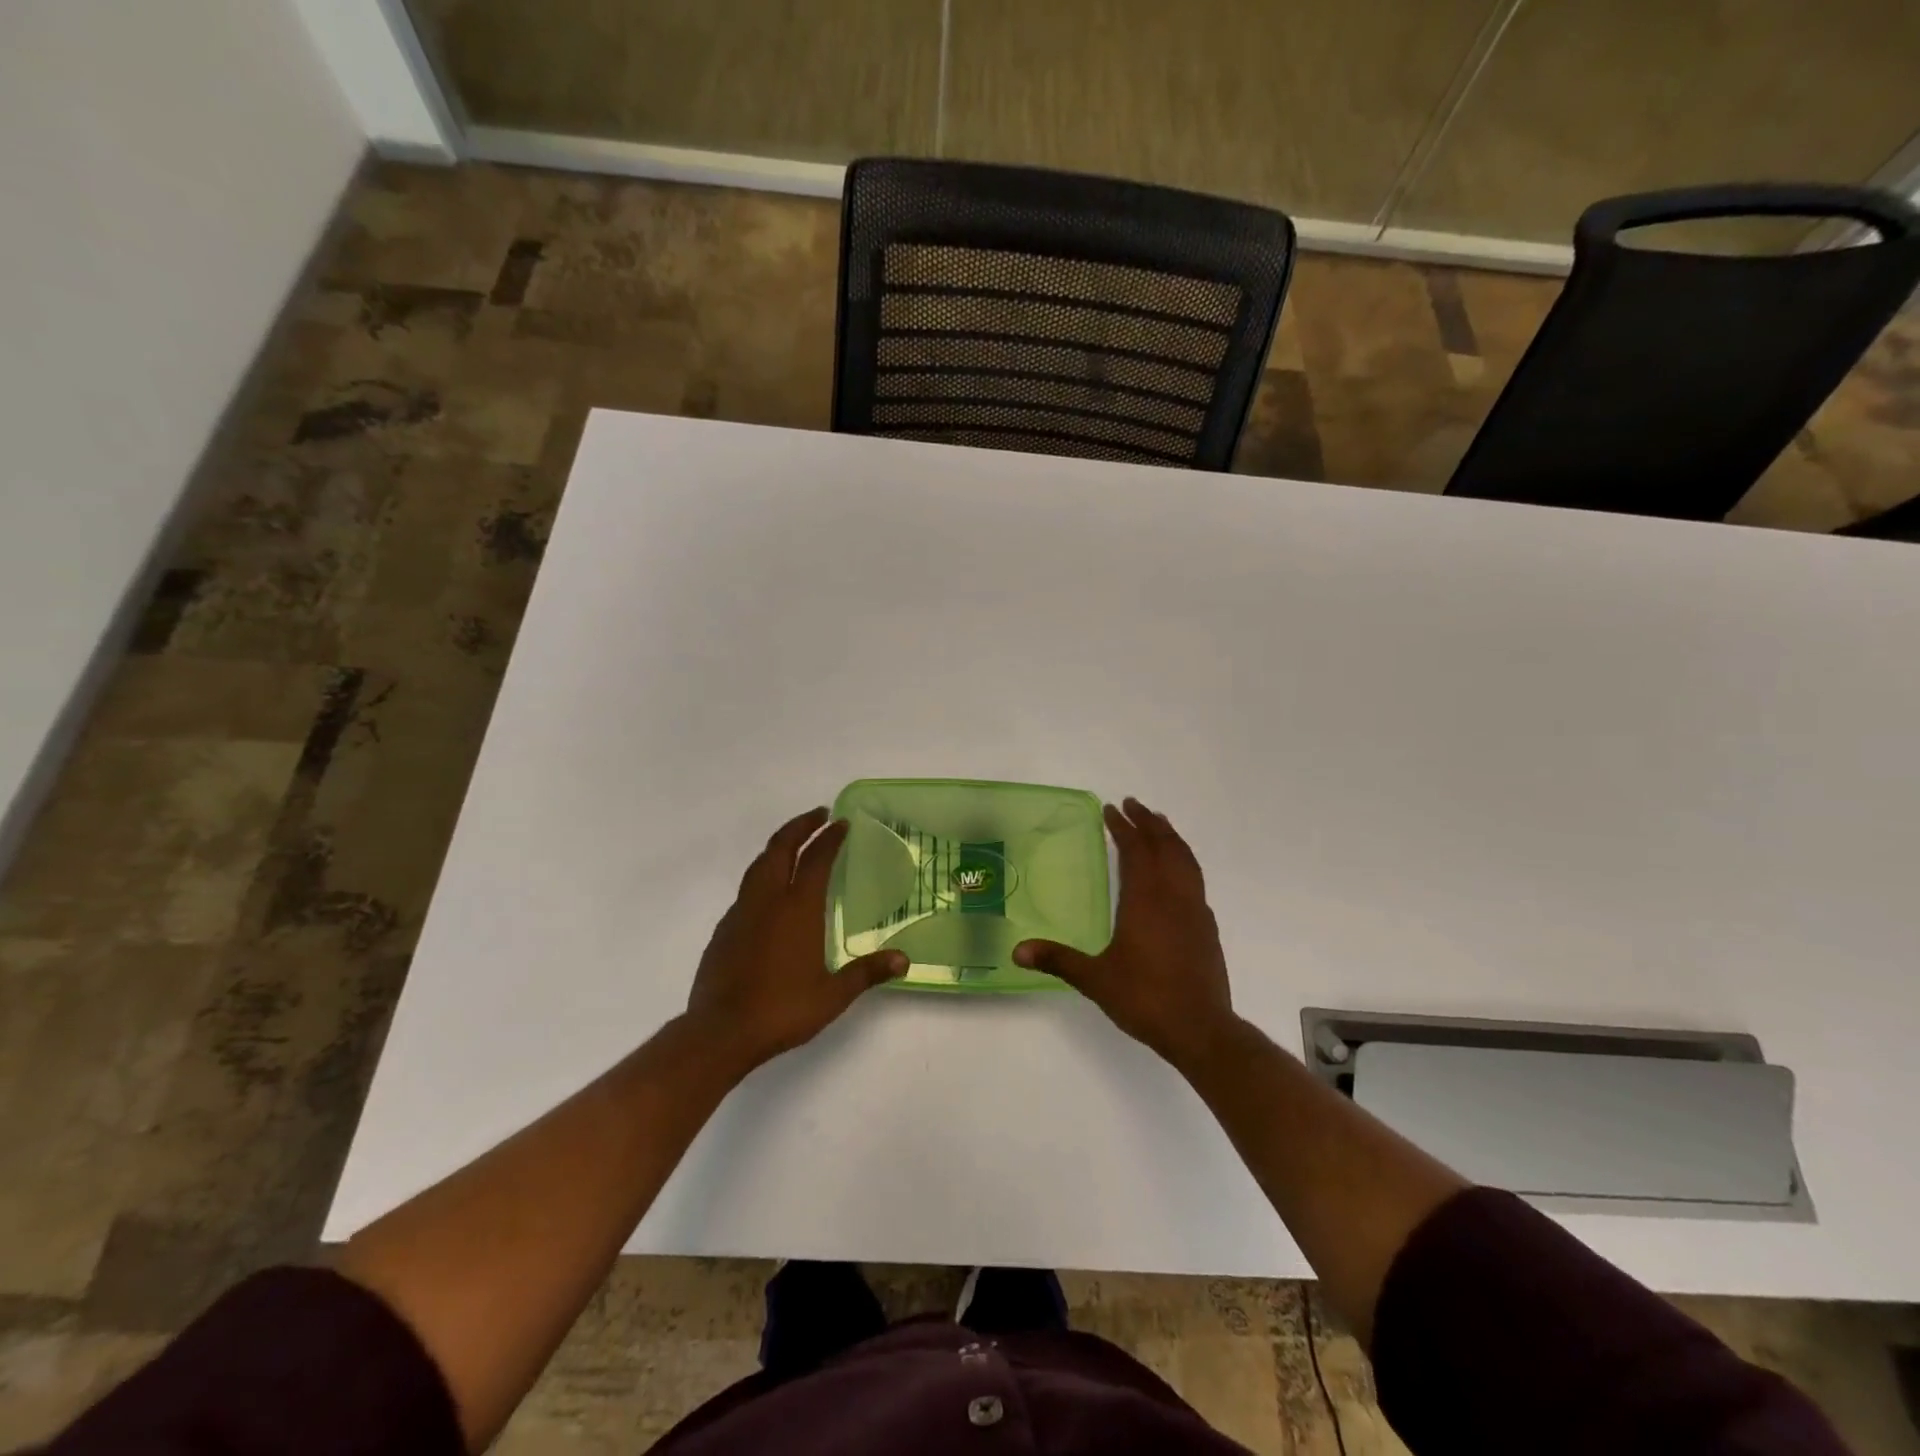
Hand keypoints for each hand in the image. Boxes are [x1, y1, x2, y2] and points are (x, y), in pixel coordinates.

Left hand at [683, 807, 906, 1074]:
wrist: (721, 1032)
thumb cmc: (782, 1010)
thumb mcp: (833, 995)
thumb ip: (867, 972)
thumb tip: (904, 960)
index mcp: (797, 909)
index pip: (816, 859)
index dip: (830, 837)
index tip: (842, 823)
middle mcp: (768, 901)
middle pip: (780, 848)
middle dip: (800, 826)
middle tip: (819, 815)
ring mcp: (741, 913)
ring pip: (759, 865)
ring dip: (778, 847)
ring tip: (794, 844)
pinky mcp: (724, 930)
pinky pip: (746, 889)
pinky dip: (763, 875)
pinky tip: (769, 892)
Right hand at [1014, 797, 1239, 1073]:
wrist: (1201, 1030)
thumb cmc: (1145, 999)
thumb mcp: (1095, 980)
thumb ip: (1058, 960)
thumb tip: (1017, 951)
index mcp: (1146, 901)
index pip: (1136, 851)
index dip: (1124, 828)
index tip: (1112, 810)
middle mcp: (1174, 897)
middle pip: (1165, 846)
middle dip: (1149, 822)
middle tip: (1134, 805)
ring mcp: (1195, 911)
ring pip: (1186, 860)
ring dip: (1171, 837)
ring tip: (1159, 825)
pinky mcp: (1207, 928)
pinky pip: (1195, 880)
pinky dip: (1184, 862)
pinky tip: (1177, 874)